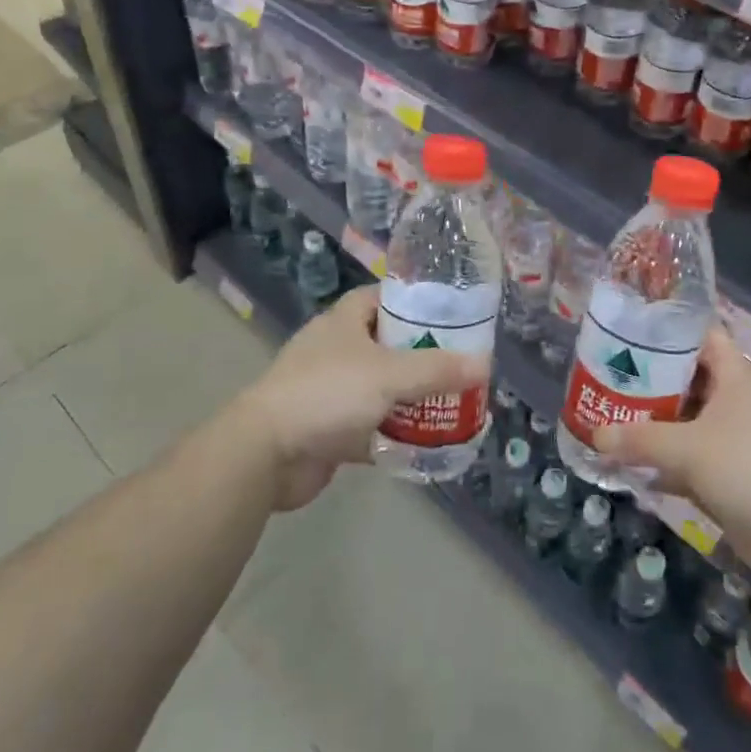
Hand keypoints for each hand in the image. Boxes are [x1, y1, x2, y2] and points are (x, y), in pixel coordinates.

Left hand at [231, 285, 486, 509]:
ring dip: (412, 398)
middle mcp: (337, 350)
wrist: (265, 454)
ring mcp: (332, 390)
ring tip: (454, 402)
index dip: (417, 302)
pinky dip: (396, 433)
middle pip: (389, 344)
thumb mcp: (388, 375)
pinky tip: (428, 441)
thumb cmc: (326, 394)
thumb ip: (436, 369)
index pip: (385, 297)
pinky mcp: (329, 429)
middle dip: (423, 355)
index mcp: (345, 321)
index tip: (453, 315)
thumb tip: (484, 364)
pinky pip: (372, 425)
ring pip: (382, 387)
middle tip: (462, 364)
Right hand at [596, 325, 750, 581]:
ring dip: (649, 424)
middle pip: (684, 380)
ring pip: (682, 423)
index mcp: (732, 378)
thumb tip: (596, 435)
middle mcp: (731, 403)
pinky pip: (685, 462)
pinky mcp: (726, 477)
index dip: (667, 329)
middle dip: (646, 380)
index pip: (699, 336)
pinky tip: (626, 467)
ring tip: (605, 417)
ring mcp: (730, 441)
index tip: (627, 330)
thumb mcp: (691, 448)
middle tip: (603, 377)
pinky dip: (660, 464)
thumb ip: (642, 440)